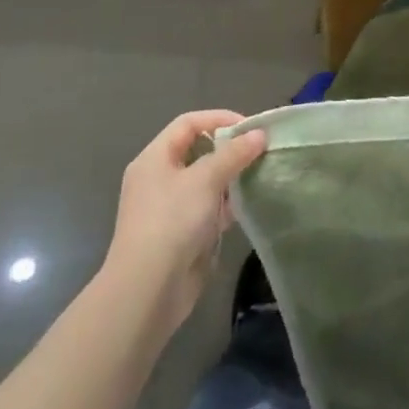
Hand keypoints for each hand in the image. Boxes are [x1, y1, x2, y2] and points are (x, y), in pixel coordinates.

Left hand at [100, 110, 267, 336]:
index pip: (188, 123)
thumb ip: (234, 153)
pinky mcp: (182, 233)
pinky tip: (248, 204)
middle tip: (259, 150)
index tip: (250, 127)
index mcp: (154, 158)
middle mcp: (159, 178)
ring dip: (231, 177)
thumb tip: (259, 134)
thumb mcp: (205, 179)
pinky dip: (227, 204)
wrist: (148, 290)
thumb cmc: (172, 221)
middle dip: (229, 148)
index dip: (219, 118)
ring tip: (260, 173)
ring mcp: (169, 208)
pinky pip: (208, 208)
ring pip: (206, 181)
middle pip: (198, 151)